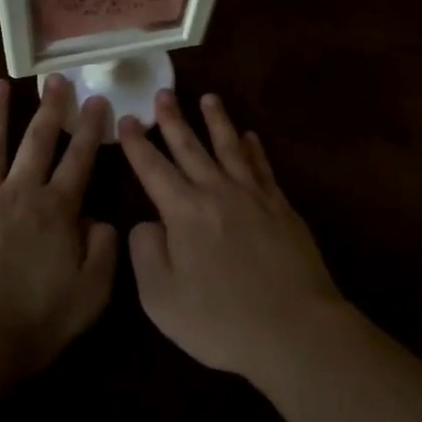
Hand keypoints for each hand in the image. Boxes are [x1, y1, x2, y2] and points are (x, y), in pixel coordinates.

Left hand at [0, 77, 116, 377]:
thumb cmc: (34, 322)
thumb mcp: (91, 294)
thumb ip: (104, 252)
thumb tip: (101, 221)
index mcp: (56, 210)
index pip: (79, 159)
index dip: (90, 129)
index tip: (97, 100)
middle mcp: (18, 194)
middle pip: (37, 142)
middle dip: (49, 108)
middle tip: (55, 79)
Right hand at [118, 91, 345, 383]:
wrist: (294, 329)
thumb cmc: (221, 321)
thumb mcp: (162, 298)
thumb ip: (145, 254)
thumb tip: (146, 222)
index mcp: (184, 212)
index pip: (153, 168)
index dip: (137, 143)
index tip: (127, 119)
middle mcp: (217, 192)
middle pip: (191, 147)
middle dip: (173, 119)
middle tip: (163, 93)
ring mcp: (253, 196)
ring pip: (230, 147)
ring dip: (217, 121)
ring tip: (209, 98)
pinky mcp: (281, 207)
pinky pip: (263, 167)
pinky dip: (254, 148)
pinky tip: (250, 136)